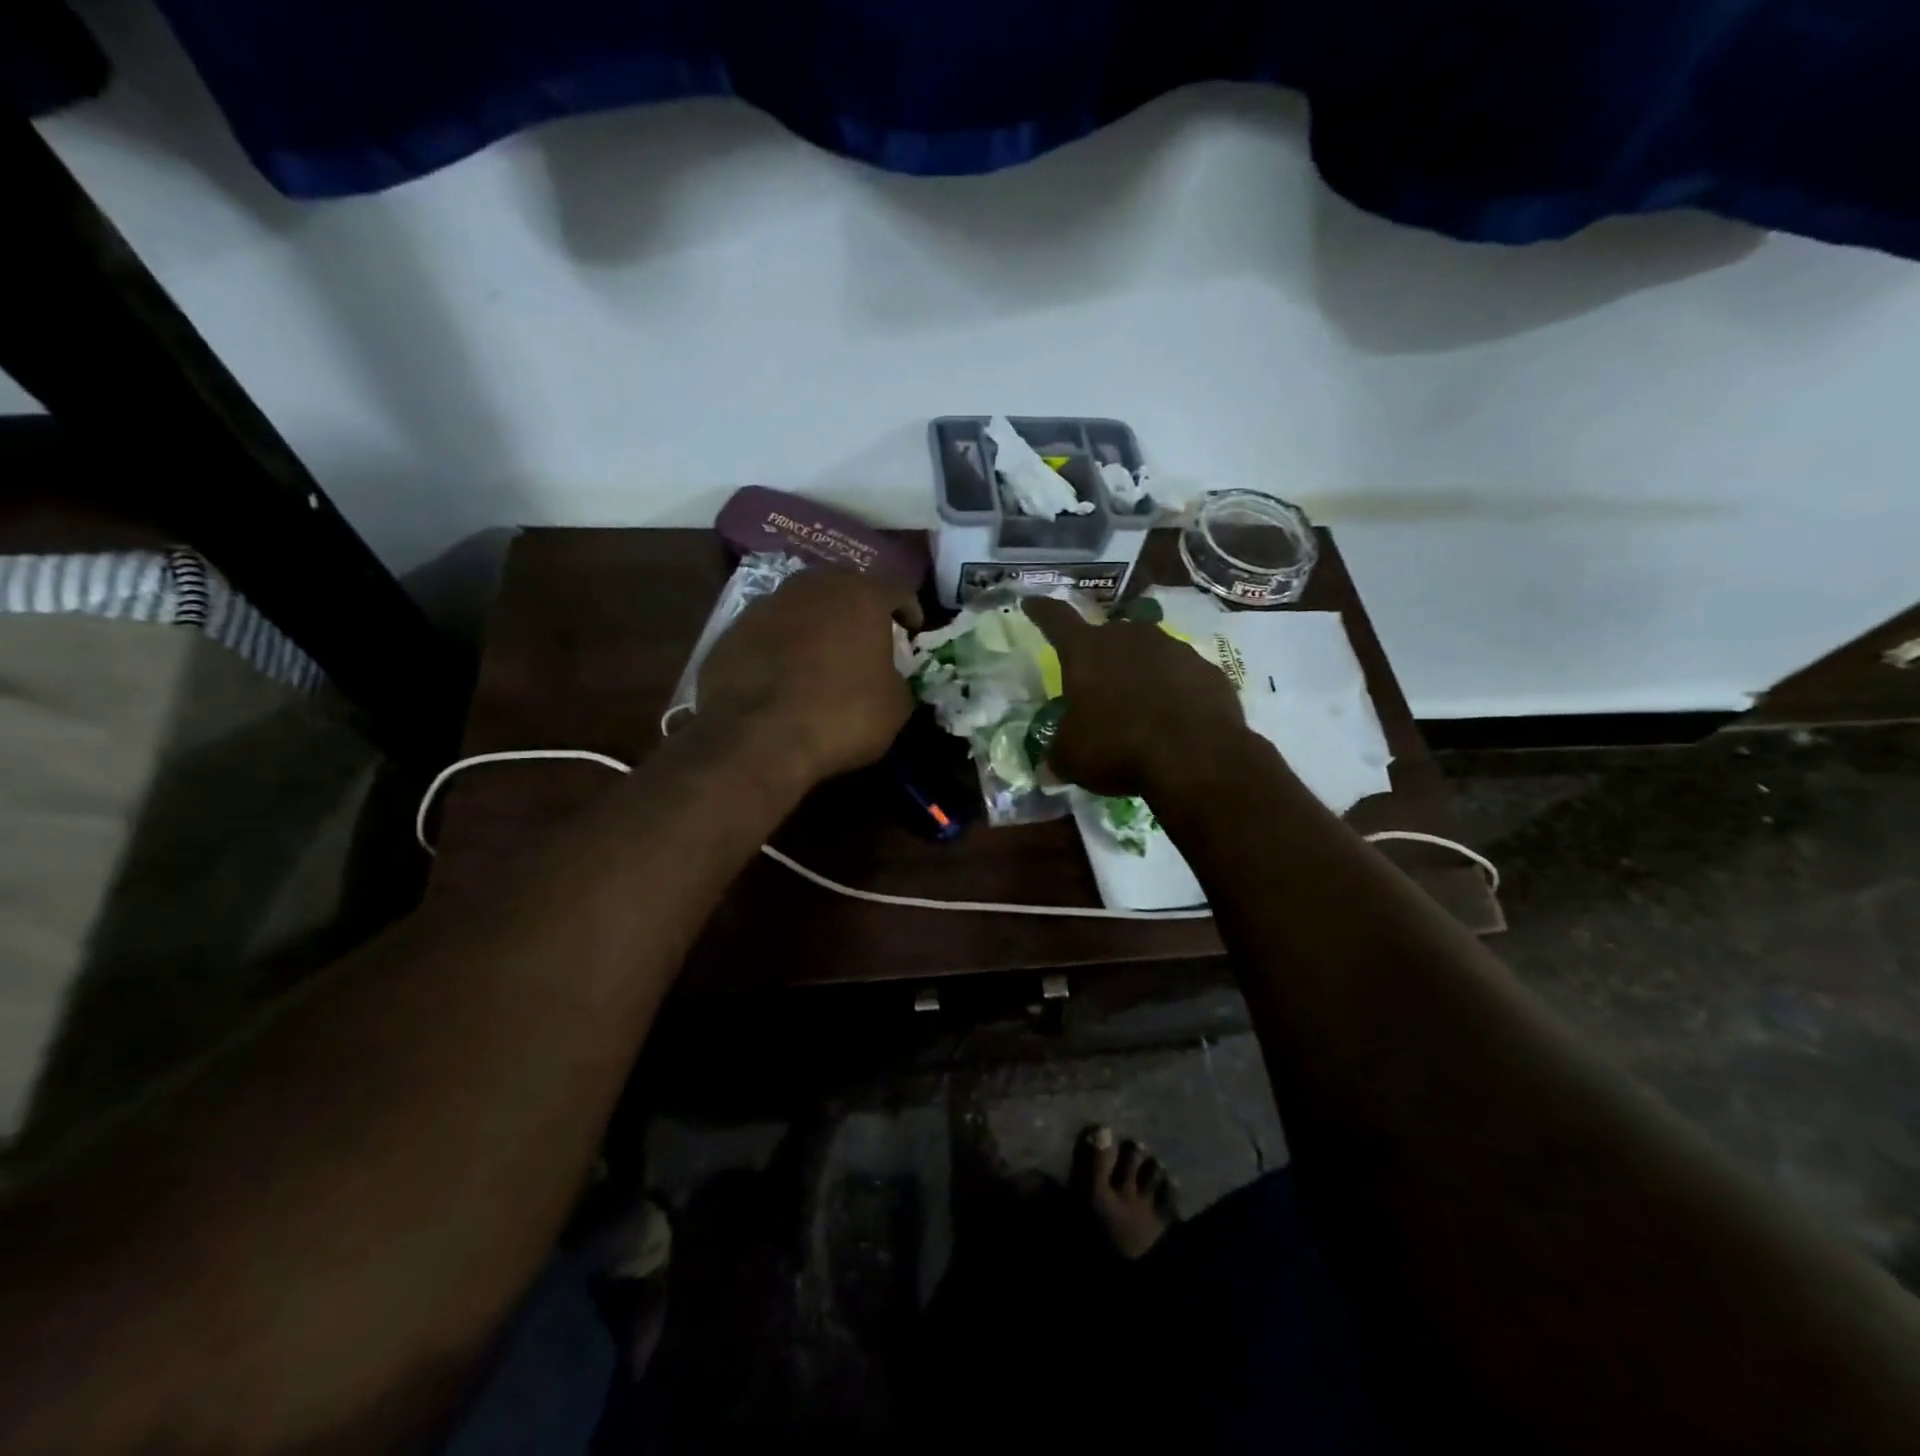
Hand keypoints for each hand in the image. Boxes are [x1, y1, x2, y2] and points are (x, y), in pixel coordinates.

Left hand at [697, 568, 923, 788]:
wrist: (755, 740)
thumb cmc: (840, 717)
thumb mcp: (894, 707)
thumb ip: (896, 679)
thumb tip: (887, 677)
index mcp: (860, 597)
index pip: (895, 587)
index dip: (908, 607)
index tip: (912, 628)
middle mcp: (812, 588)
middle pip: (843, 583)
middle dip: (858, 603)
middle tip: (866, 631)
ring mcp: (766, 606)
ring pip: (801, 601)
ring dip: (816, 619)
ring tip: (822, 648)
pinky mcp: (731, 632)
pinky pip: (768, 630)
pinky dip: (782, 643)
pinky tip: (784, 671)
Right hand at [1022, 597, 1246, 796]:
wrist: (1195, 755)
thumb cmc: (1118, 746)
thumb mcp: (1073, 758)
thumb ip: (1058, 756)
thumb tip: (1048, 770)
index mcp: (1087, 651)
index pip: (1056, 619)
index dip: (1041, 611)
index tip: (1031, 603)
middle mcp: (1129, 637)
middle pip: (1108, 635)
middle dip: (1100, 654)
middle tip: (1096, 680)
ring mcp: (1173, 649)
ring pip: (1148, 653)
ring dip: (1140, 671)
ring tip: (1139, 704)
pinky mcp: (1208, 670)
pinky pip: (1182, 676)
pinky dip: (1174, 690)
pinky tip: (1174, 718)